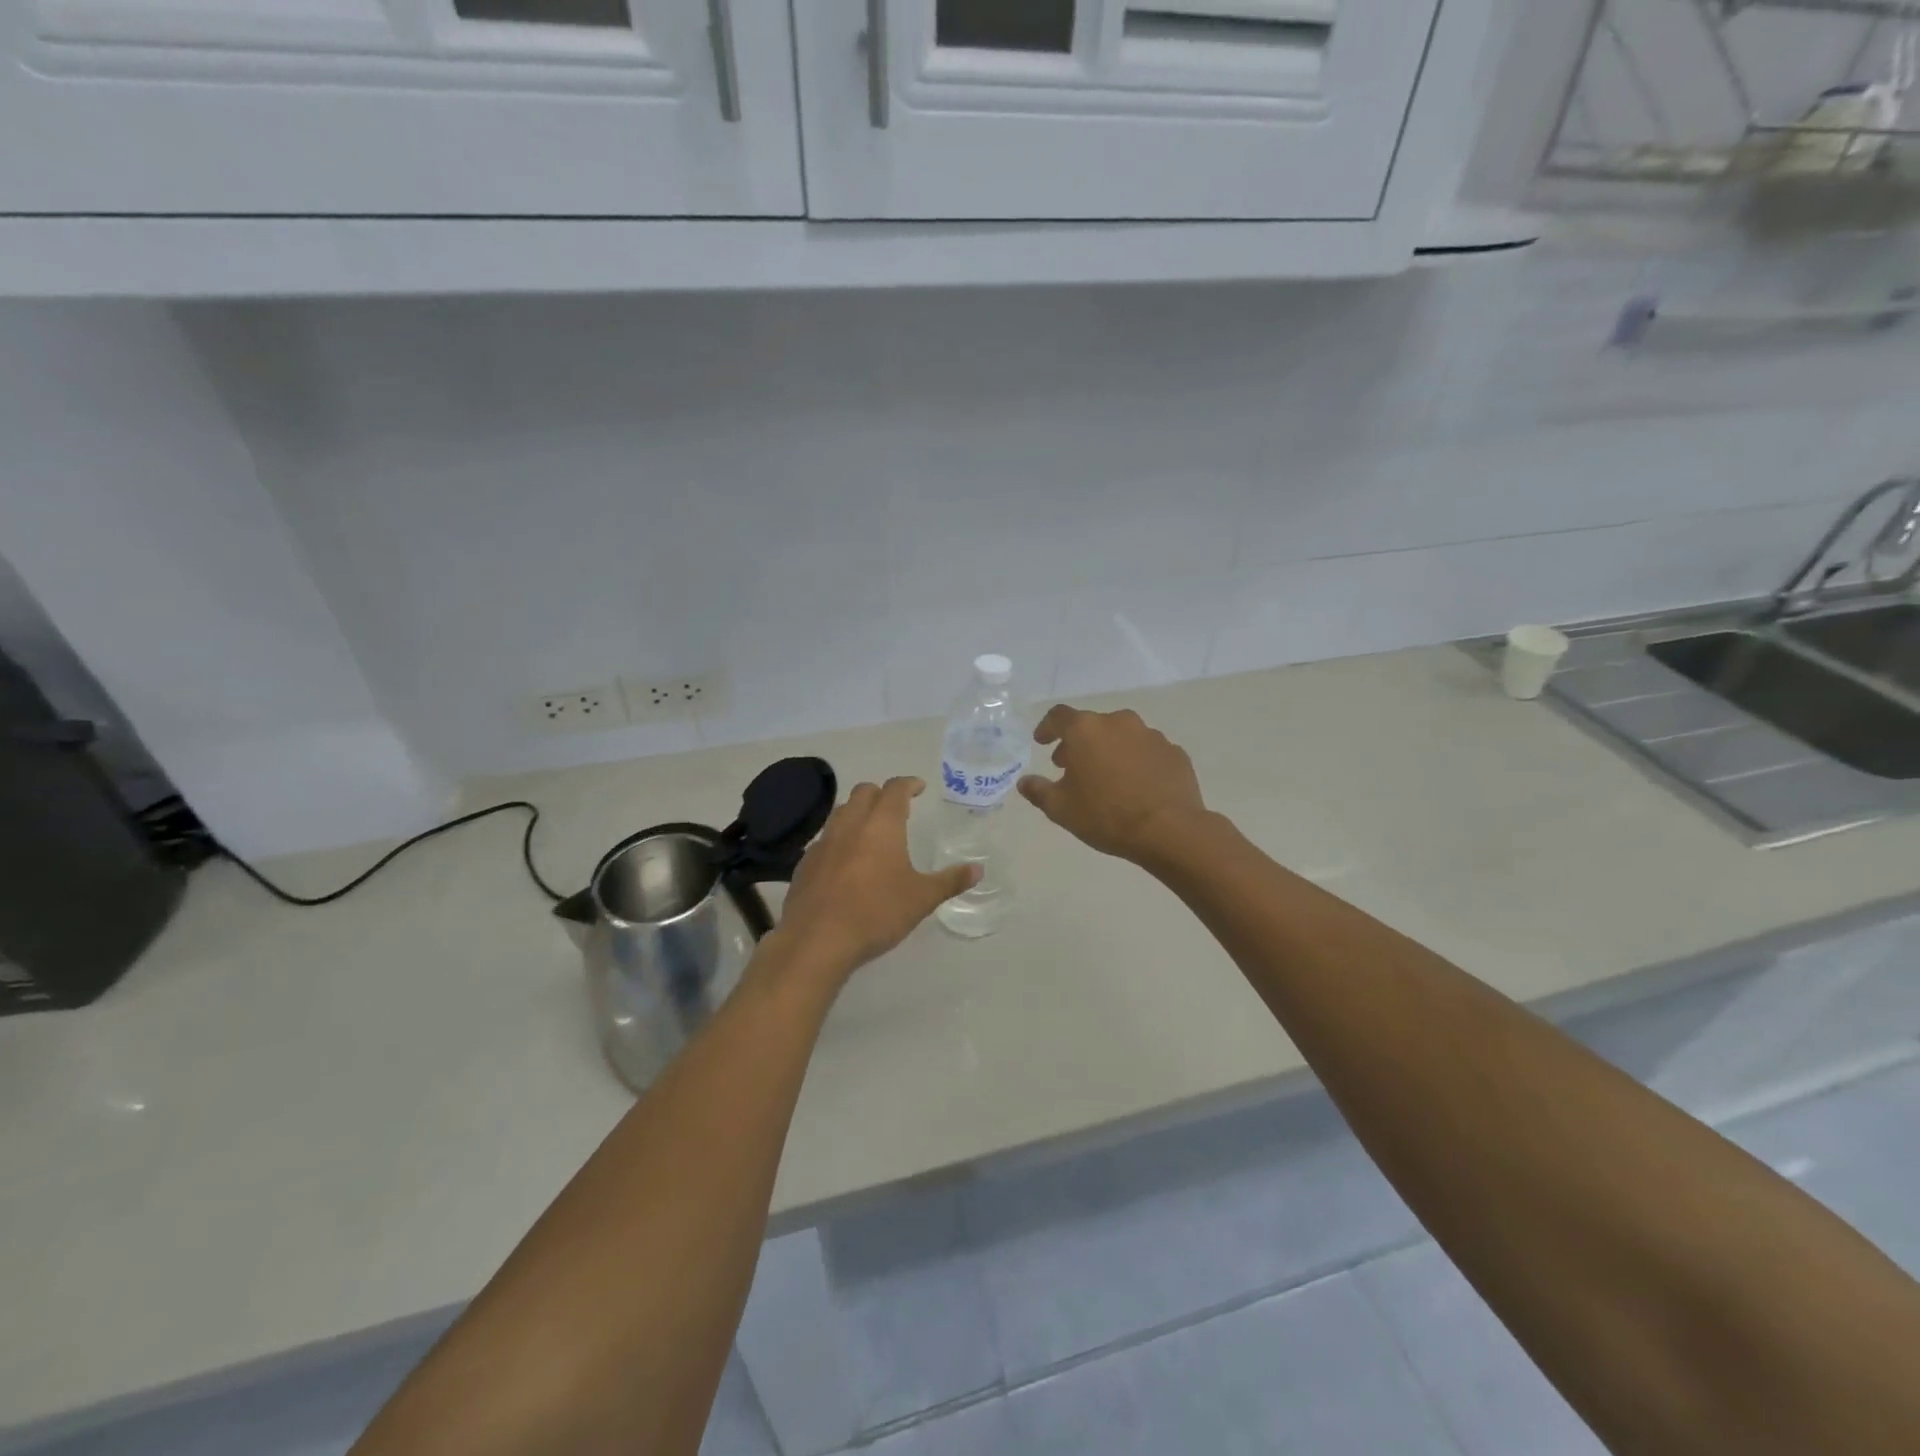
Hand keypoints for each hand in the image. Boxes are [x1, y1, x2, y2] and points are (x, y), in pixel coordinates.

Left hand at [772, 777, 978, 981]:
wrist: (817, 940)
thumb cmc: (876, 913)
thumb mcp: (921, 899)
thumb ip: (950, 881)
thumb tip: (978, 870)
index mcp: (881, 825)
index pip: (895, 789)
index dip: (909, 784)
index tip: (919, 787)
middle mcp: (850, 824)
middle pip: (863, 792)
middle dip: (881, 794)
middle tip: (896, 808)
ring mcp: (823, 842)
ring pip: (841, 812)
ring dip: (857, 812)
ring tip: (871, 831)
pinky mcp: (805, 863)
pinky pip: (825, 839)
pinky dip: (839, 839)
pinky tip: (846, 862)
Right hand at [1019, 706, 1205, 863]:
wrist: (1169, 830)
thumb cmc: (1106, 815)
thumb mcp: (1061, 809)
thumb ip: (1038, 791)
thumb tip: (1024, 782)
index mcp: (1086, 730)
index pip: (1059, 717)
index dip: (1047, 728)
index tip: (1042, 742)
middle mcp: (1119, 722)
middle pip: (1092, 725)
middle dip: (1078, 743)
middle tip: (1070, 767)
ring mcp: (1151, 735)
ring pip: (1121, 736)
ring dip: (1109, 750)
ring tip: (1105, 778)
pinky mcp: (1174, 752)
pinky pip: (1147, 751)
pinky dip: (1136, 762)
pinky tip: (1135, 785)